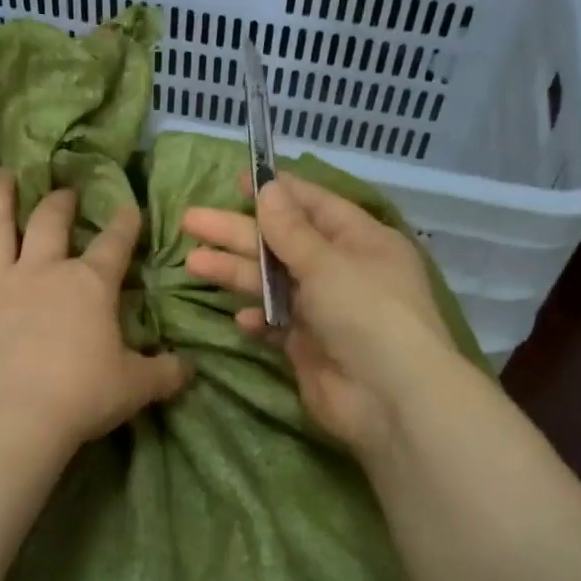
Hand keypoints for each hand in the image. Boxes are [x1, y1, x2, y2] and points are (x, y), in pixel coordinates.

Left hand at [0, 170, 189, 455]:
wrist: (10, 420)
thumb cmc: (81, 398)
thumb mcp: (135, 388)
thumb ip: (164, 374)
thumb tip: (189, 369)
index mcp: (88, 286)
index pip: (113, 245)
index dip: (124, 224)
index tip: (128, 207)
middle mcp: (39, 273)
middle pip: (49, 223)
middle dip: (59, 202)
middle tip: (63, 191)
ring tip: (0, 178)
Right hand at [182, 173, 459, 455]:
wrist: (389, 398)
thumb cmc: (367, 313)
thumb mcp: (328, 262)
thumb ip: (291, 230)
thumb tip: (268, 188)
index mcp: (360, 241)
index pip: (315, 206)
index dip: (277, 193)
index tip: (238, 182)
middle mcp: (341, 271)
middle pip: (282, 244)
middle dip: (237, 232)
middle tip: (190, 220)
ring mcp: (324, 311)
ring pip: (272, 284)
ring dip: (235, 273)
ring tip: (193, 262)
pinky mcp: (308, 347)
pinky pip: (276, 325)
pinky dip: (258, 319)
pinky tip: (239, 318)